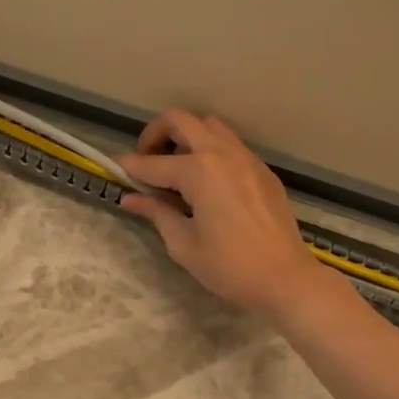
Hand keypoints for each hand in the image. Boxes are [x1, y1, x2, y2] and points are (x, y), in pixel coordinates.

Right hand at [118, 110, 333, 320]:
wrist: (285, 278)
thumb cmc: (229, 267)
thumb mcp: (184, 244)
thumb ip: (156, 213)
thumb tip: (130, 199)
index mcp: (198, 172)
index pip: (152, 163)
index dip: (129, 166)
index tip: (113, 167)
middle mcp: (222, 153)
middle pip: (181, 121)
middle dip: (156, 134)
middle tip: (146, 160)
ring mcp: (246, 158)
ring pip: (210, 126)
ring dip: (186, 137)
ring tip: (176, 167)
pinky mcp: (262, 170)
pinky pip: (231, 145)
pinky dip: (211, 150)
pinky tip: (207, 182)